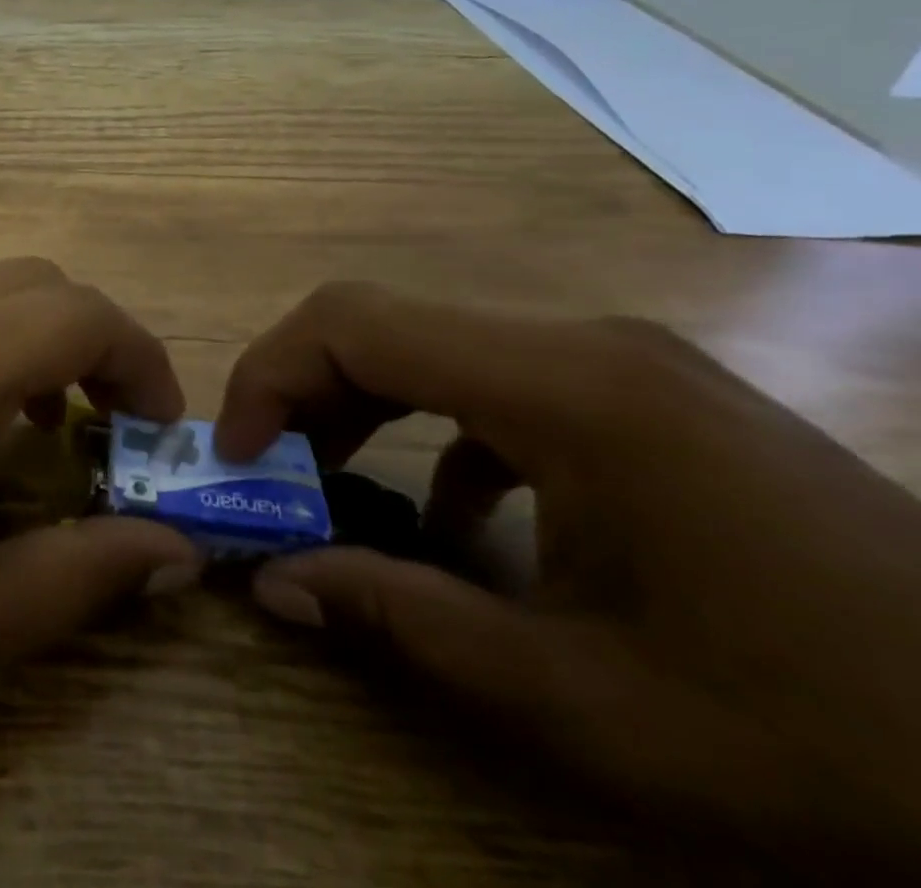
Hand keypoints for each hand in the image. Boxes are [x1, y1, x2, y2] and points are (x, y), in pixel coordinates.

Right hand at [218, 283, 920, 871]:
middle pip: (383, 324)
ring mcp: (618, 363)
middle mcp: (581, 344)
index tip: (235, 455)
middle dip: (300, 391)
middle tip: (266, 474)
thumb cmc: (822, 735)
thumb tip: (274, 583)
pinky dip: (435, 431)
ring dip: (359, 407)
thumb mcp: (585, 701)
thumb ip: (405, 619)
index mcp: (565, 388)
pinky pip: (494, 383)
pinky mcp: (642, 394)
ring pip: (431, 347)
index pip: (355, 324)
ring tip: (329, 486)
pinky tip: (454, 519)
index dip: (269, 375)